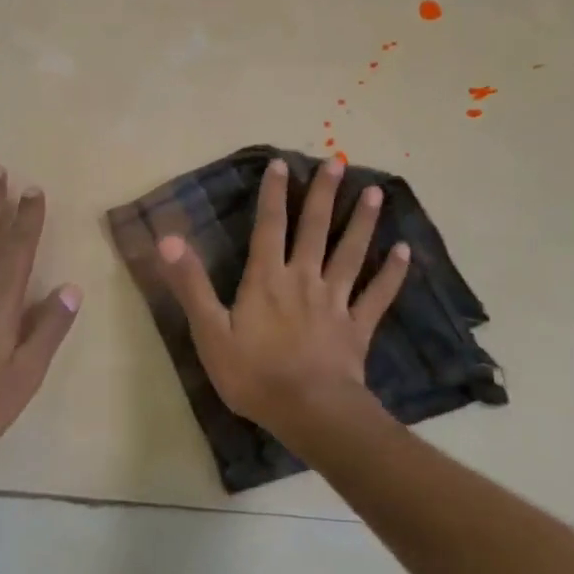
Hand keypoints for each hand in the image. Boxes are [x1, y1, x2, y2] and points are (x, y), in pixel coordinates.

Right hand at [154, 156, 409, 435]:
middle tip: (337, 162)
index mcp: (267, 279)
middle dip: (324, 194)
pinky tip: (405, 251)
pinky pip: (378, 295)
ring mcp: (335, 301)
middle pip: (315, 229)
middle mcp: (304, 279)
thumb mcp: (210, 332)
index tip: (282, 163)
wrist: (309, 412)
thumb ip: (191, 284)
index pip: (269, 226)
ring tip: (375, 193)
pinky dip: (392, 273)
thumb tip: (167, 238)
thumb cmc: (254, 375)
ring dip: (362, 222)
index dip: (274, 194)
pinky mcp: (357, 326)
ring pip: (351, 253)